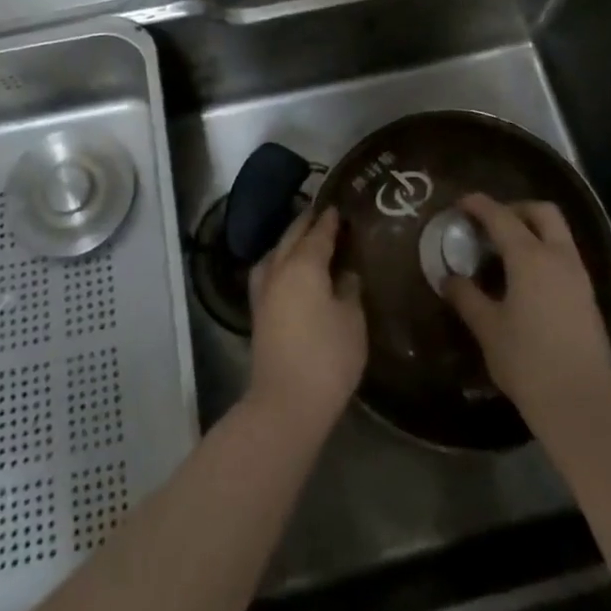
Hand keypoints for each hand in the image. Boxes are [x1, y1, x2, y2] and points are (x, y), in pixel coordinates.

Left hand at [245, 205, 365, 436]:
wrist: (286, 403)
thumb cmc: (327, 357)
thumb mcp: (352, 320)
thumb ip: (350, 289)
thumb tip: (346, 273)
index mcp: (304, 264)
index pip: (318, 233)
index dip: (329, 220)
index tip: (338, 206)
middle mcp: (279, 270)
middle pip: (291, 237)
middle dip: (306, 223)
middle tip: (322, 213)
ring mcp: (264, 291)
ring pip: (275, 253)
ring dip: (289, 241)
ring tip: (304, 238)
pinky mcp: (258, 313)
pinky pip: (269, 271)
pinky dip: (279, 261)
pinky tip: (289, 270)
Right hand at [445, 193, 610, 435]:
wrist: (582, 405)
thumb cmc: (527, 362)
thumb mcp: (488, 329)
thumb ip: (466, 297)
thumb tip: (448, 278)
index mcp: (530, 258)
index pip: (501, 217)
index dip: (479, 205)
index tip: (461, 202)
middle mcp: (559, 257)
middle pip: (543, 212)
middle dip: (516, 208)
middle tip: (491, 223)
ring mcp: (579, 277)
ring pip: (559, 234)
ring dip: (533, 230)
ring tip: (505, 251)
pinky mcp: (589, 298)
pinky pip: (565, 257)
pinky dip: (545, 252)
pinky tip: (526, 279)